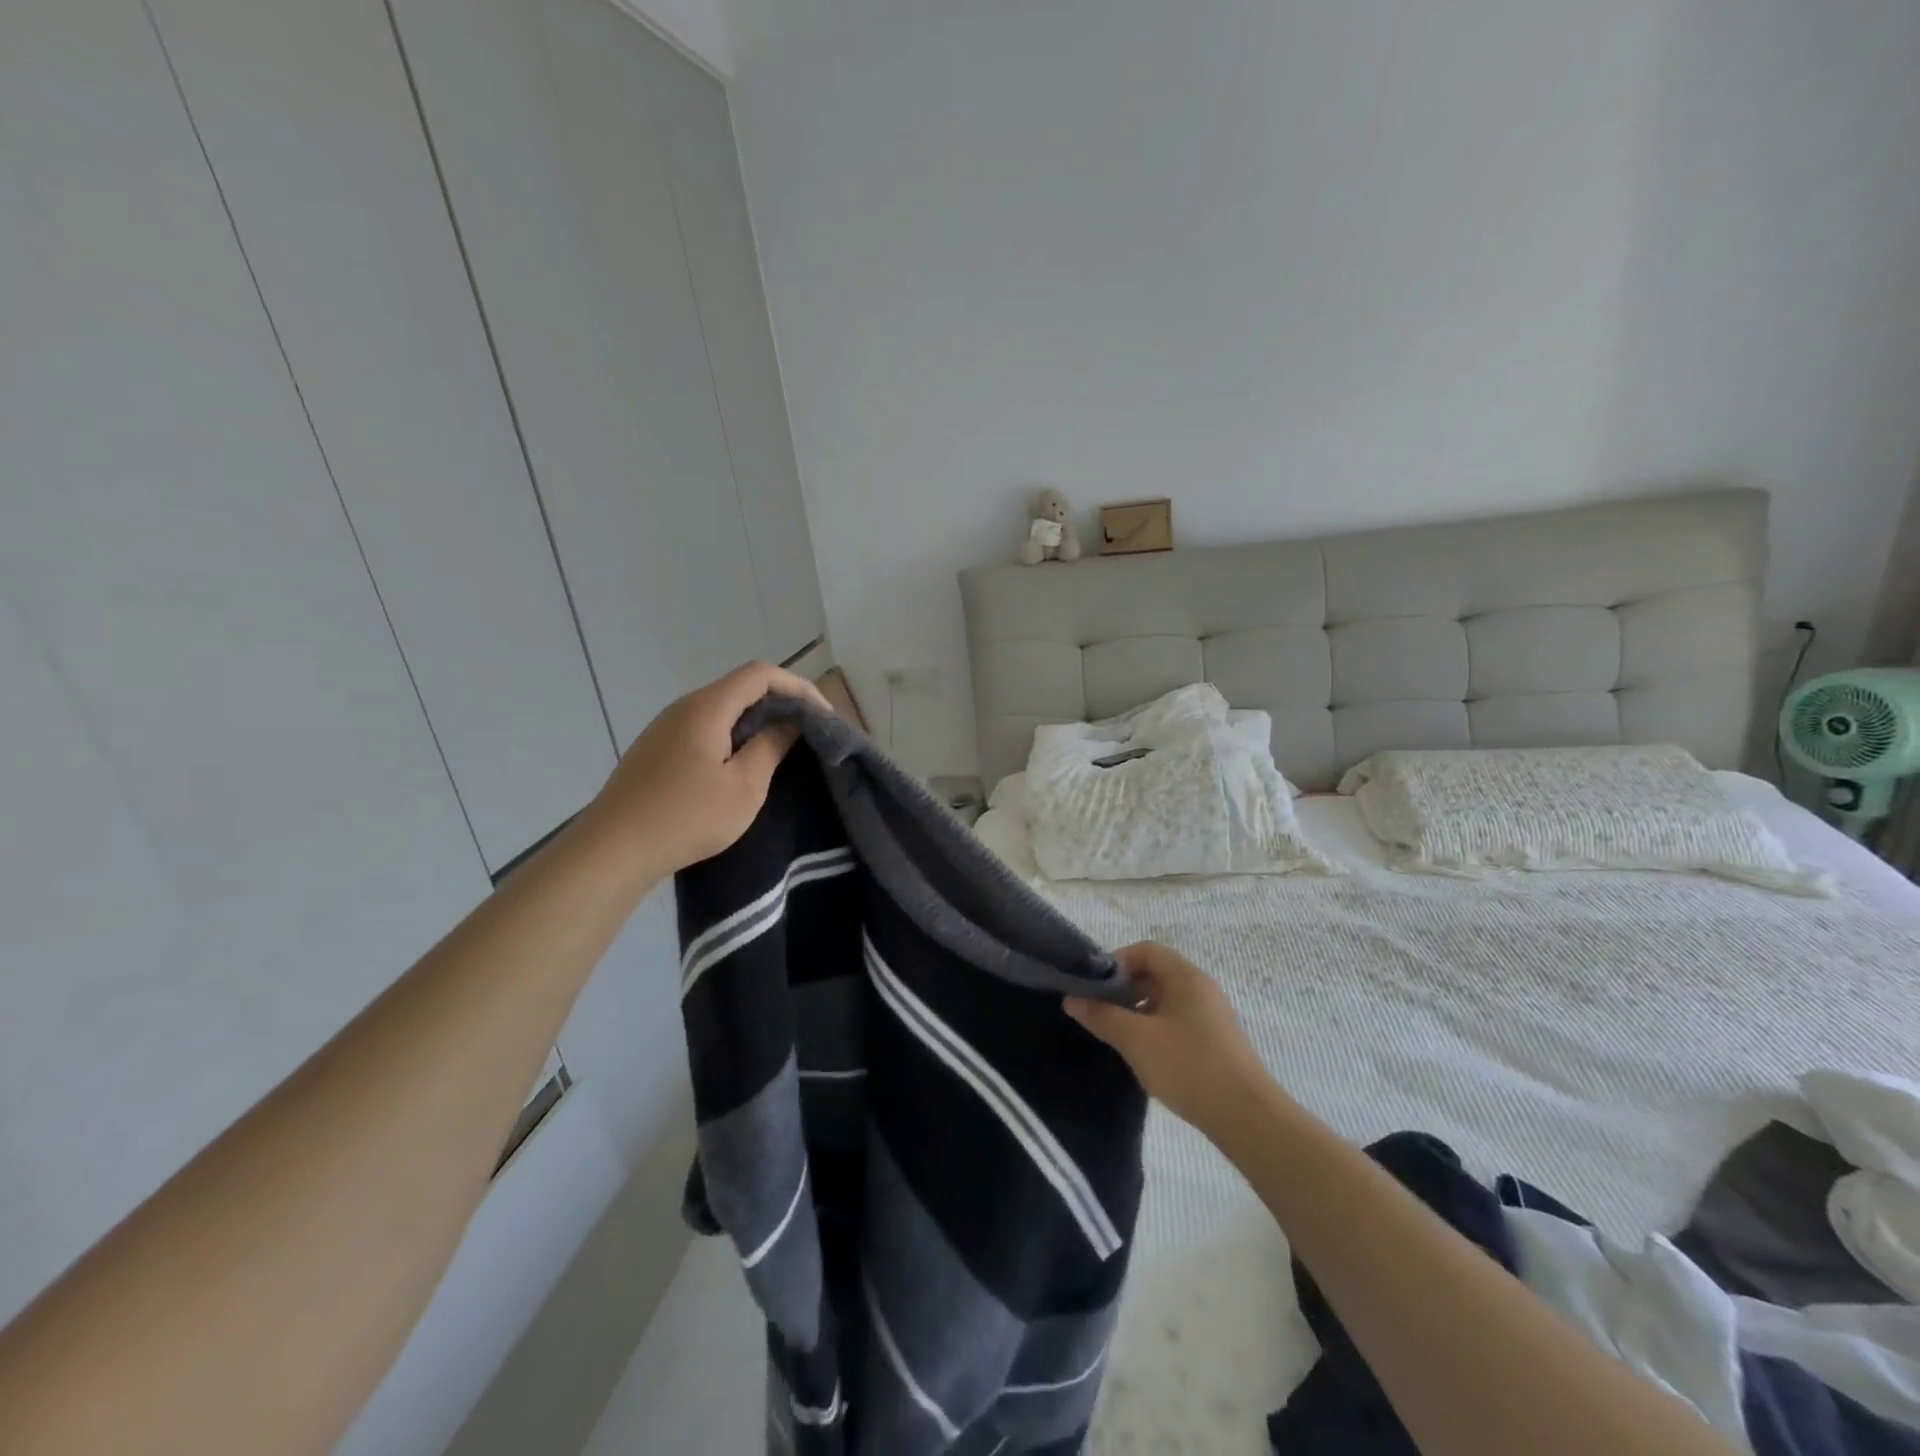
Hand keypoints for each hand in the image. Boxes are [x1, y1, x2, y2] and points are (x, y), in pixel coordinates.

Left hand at [581, 661, 831, 882]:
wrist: (613, 850)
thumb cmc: (686, 817)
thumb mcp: (744, 786)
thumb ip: (770, 746)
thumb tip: (789, 722)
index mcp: (707, 708)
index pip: (761, 674)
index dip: (798, 687)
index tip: (823, 715)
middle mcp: (684, 707)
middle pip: (740, 687)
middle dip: (780, 702)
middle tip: (809, 731)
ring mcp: (665, 727)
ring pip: (722, 708)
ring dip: (756, 720)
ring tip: (782, 746)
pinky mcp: (657, 749)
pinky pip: (704, 727)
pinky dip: (733, 734)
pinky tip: (742, 763)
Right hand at [1064, 942, 1271, 1129]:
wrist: (1246, 1117)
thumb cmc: (1188, 1066)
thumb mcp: (1136, 1040)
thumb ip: (1102, 1016)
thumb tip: (1072, 999)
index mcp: (1186, 977)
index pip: (1146, 950)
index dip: (1116, 961)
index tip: (1094, 986)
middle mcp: (1201, 988)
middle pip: (1155, 973)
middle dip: (1124, 987)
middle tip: (1099, 1010)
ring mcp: (1211, 1015)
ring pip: (1166, 999)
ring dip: (1138, 1010)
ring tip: (1117, 1034)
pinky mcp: (1215, 1040)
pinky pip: (1178, 1020)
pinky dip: (1155, 1027)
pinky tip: (1144, 1054)